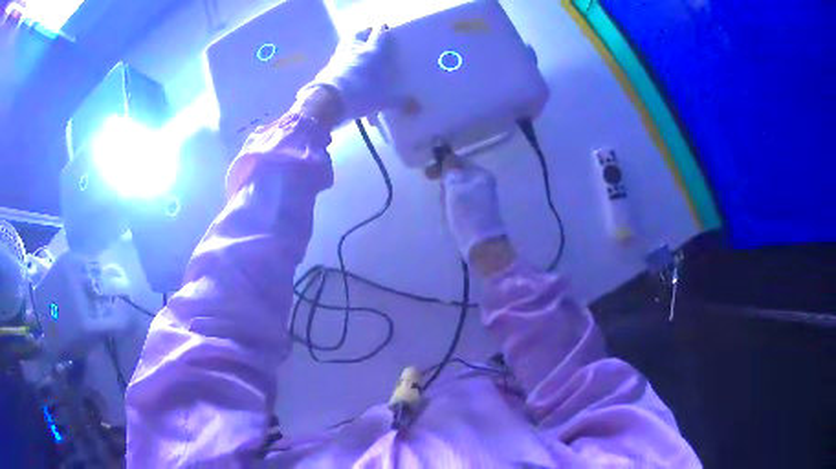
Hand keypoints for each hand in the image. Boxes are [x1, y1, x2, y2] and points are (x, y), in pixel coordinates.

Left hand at [300, 25, 394, 123]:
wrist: (327, 101)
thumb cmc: (359, 95)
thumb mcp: (381, 101)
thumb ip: (399, 102)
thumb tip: (418, 109)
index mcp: (372, 52)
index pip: (379, 34)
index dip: (383, 29)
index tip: (385, 27)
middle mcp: (355, 49)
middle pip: (359, 32)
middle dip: (366, 31)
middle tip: (371, 34)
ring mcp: (339, 56)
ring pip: (347, 41)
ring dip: (352, 40)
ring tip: (358, 44)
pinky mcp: (328, 66)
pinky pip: (338, 55)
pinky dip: (343, 55)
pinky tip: (346, 61)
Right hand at [428, 158, 515, 274]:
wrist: (481, 244)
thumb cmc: (467, 212)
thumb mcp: (455, 186)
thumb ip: (449, 167)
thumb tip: (443, 148)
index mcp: (481, 174)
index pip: (458, 161)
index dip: (442, 164)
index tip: (427, 174)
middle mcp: (483, 183)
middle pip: (458, 175)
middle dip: (445, 183)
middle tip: (438, 194)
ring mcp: (481, 198)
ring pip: (457, 189)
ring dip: (447, 195)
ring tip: (445, 208)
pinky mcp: (477, 212)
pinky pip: (460, 201)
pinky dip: (451, 204)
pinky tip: (450, 214)